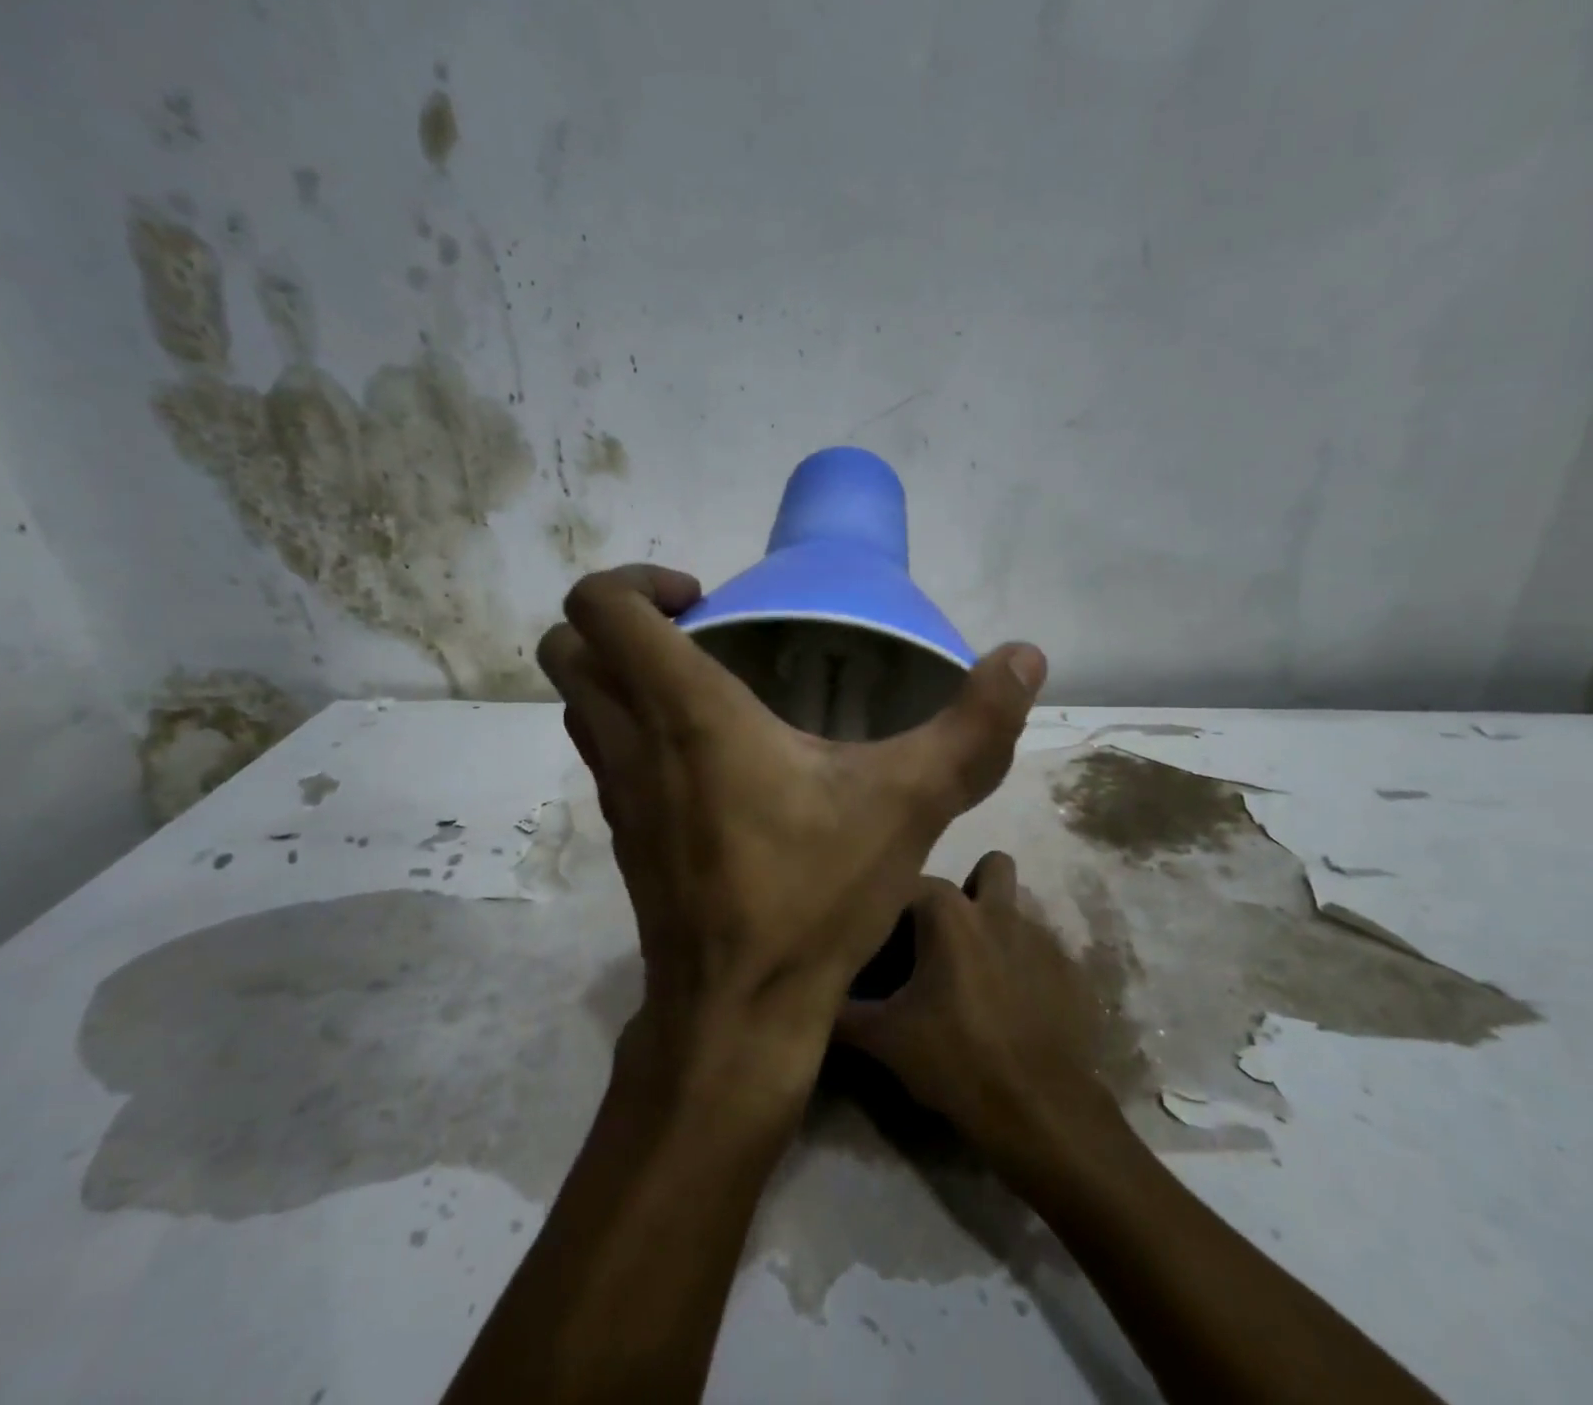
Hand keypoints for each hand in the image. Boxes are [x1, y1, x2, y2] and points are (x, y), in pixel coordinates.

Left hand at [535, 565, 1047, 1082]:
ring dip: (619, 670)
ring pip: (576, 699)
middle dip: (618, 618)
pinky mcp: (621, 830)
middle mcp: (628, 738)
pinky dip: (629, 724)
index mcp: (684, 710)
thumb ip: (974, 726)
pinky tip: (704, 754)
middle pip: (566, 644)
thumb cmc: (813, 895)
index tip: (704, 600)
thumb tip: (1026, 655)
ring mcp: (613, 790)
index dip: (636, 579)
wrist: (737, 1013)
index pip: (599, 605)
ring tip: (702, 681)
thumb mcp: (911, 803)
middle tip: (696, 631)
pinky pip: (600, 749)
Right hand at [838, 851, 1121, 1167]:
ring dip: (999, 927)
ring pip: (1020, 908)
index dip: (897, 907)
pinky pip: (1045, 951)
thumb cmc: (954, 1059)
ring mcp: (1042, 938)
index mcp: (949, 914)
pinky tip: (1016, 1009)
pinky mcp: (1073, 972)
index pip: (913, 882)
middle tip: (947, 939)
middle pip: (990, 867)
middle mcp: (999, 910)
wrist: (1040, 1111)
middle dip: (971, 890)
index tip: (887, 939)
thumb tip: (811, 1000)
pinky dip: (1027, 967)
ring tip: (981, 976)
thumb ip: (841, 1012)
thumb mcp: (883, 1038)